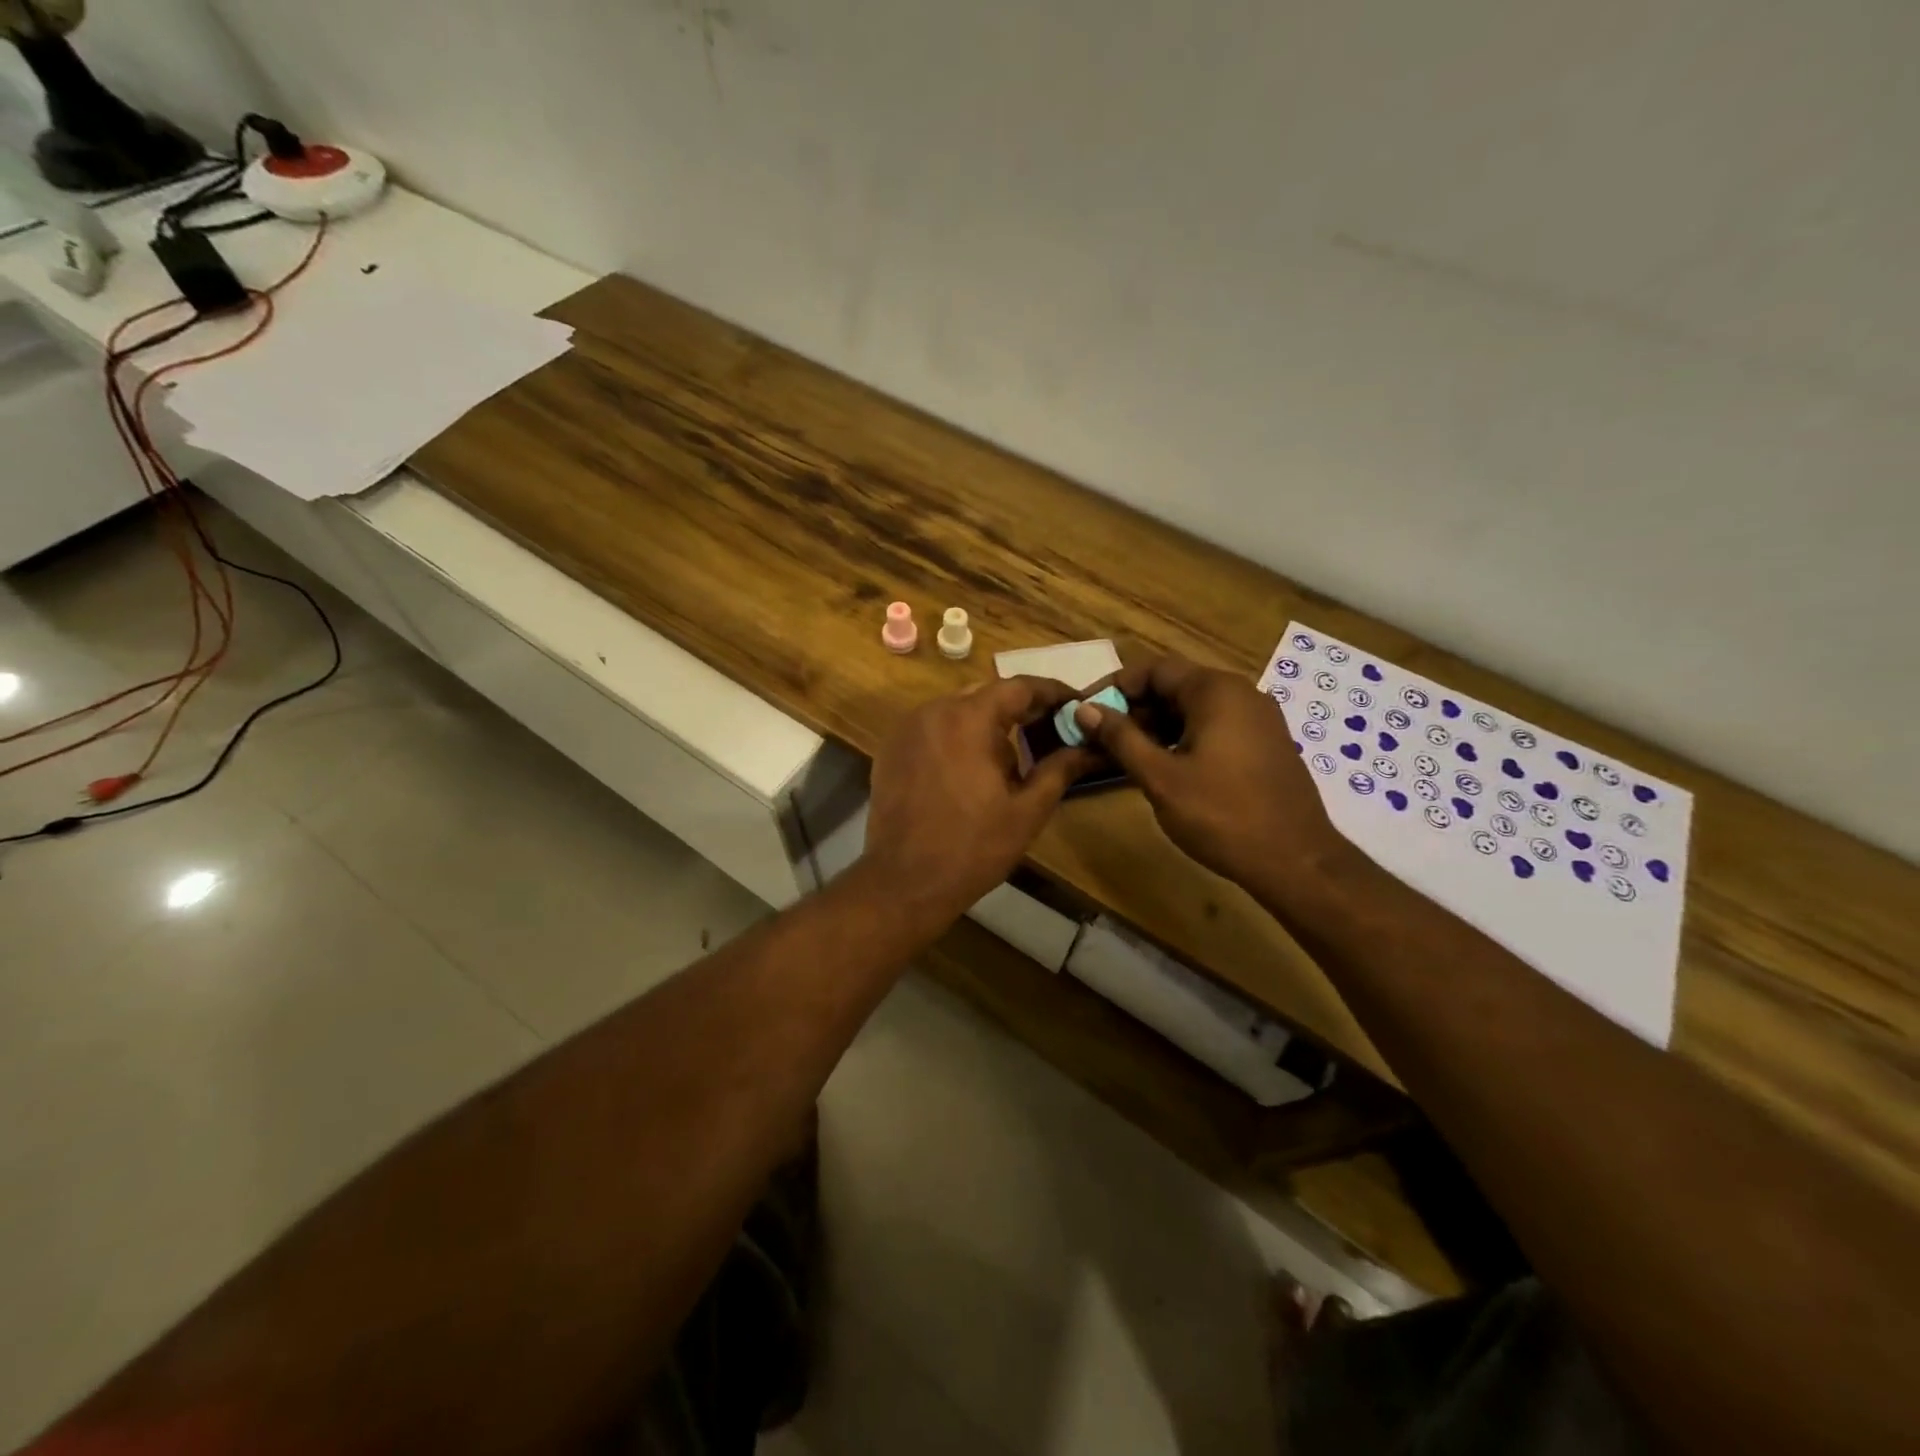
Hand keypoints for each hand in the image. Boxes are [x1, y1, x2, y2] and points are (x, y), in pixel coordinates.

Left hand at [864, 676, 1092, 925]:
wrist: (903, 882)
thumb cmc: (972, 847)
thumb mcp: (1026, 810)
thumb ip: (1059, 769)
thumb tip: (1088, 747)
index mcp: (969, 718)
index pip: (1019, 687)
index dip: (1052, 693)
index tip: (1075, 704)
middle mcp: (934, 711)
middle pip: (986, 695)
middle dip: (1020, 709)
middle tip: (1049, 731)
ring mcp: (906, 729)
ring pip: (957, 710)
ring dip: (987, 724)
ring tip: (1012, 757)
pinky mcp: (891, 749)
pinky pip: (933, 728)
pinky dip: (957, 737)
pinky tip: (971, 769)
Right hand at [1074, 655, 1344, 893]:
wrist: (1296, 860)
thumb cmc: (1222, 815)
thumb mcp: (1160, 778)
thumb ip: (1120, 739)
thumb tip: (1084, 709)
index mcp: (1215, 691)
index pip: (1153, 669)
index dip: (1114, 687)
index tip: (1086, 712)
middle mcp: (1240, 693)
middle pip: (1175, 686)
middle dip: (1134, 709)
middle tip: (1101, 739)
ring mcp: (1257, 718)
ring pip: (1194, 708)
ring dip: (1156, 726)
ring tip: (1126, 756)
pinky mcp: (1264, 743)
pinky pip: (1215, 726)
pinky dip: (1183, 737)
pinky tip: (1165, 767)